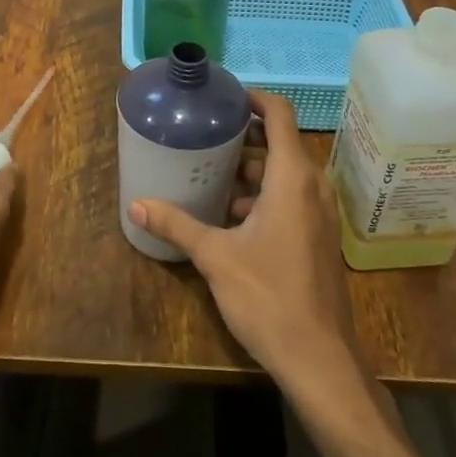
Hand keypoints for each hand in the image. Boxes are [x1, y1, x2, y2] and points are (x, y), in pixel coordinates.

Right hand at [129, 90, 363, 397]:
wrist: (319, 358)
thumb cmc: (268, 296)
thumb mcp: (215, 257)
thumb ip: (176, 225)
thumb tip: (136, 204)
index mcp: (292, 178)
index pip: (279, 114)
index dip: (253, 98)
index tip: (223, 98)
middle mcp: (312, 186)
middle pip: (280, 142)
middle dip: (243, 137)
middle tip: (204, 137)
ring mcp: (320, 213)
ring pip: (285, 173)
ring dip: (251, 170)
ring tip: (209, 177)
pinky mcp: (319, 236)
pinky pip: (291, 197)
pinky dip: (264, 195)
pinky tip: (230, 217)